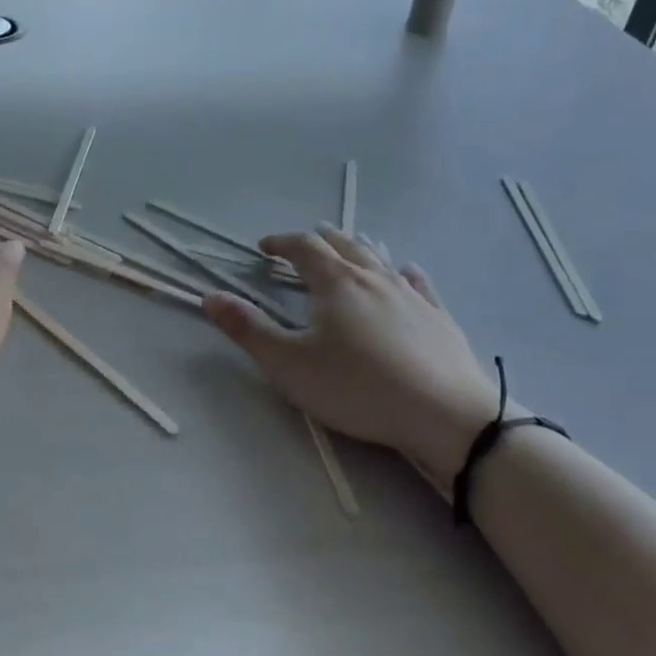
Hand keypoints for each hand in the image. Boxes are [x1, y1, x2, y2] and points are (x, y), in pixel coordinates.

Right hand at [203, 226, 507, 488]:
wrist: (445, 414)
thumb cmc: (357, 388)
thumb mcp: (289, 364)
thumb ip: (248, 329)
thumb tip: (210, 296)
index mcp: (335, 282)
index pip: (303, 247)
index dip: (280, 242)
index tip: (264, 248)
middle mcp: (373, 277)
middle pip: (342, 245)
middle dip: (318, 241)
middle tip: (303, 246)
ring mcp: (411, 295)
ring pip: (378, 259)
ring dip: (356, 250)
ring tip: (346, 251)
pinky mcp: (439, 317)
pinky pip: (418, 283)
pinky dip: (403, 273)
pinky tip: (406, 274)